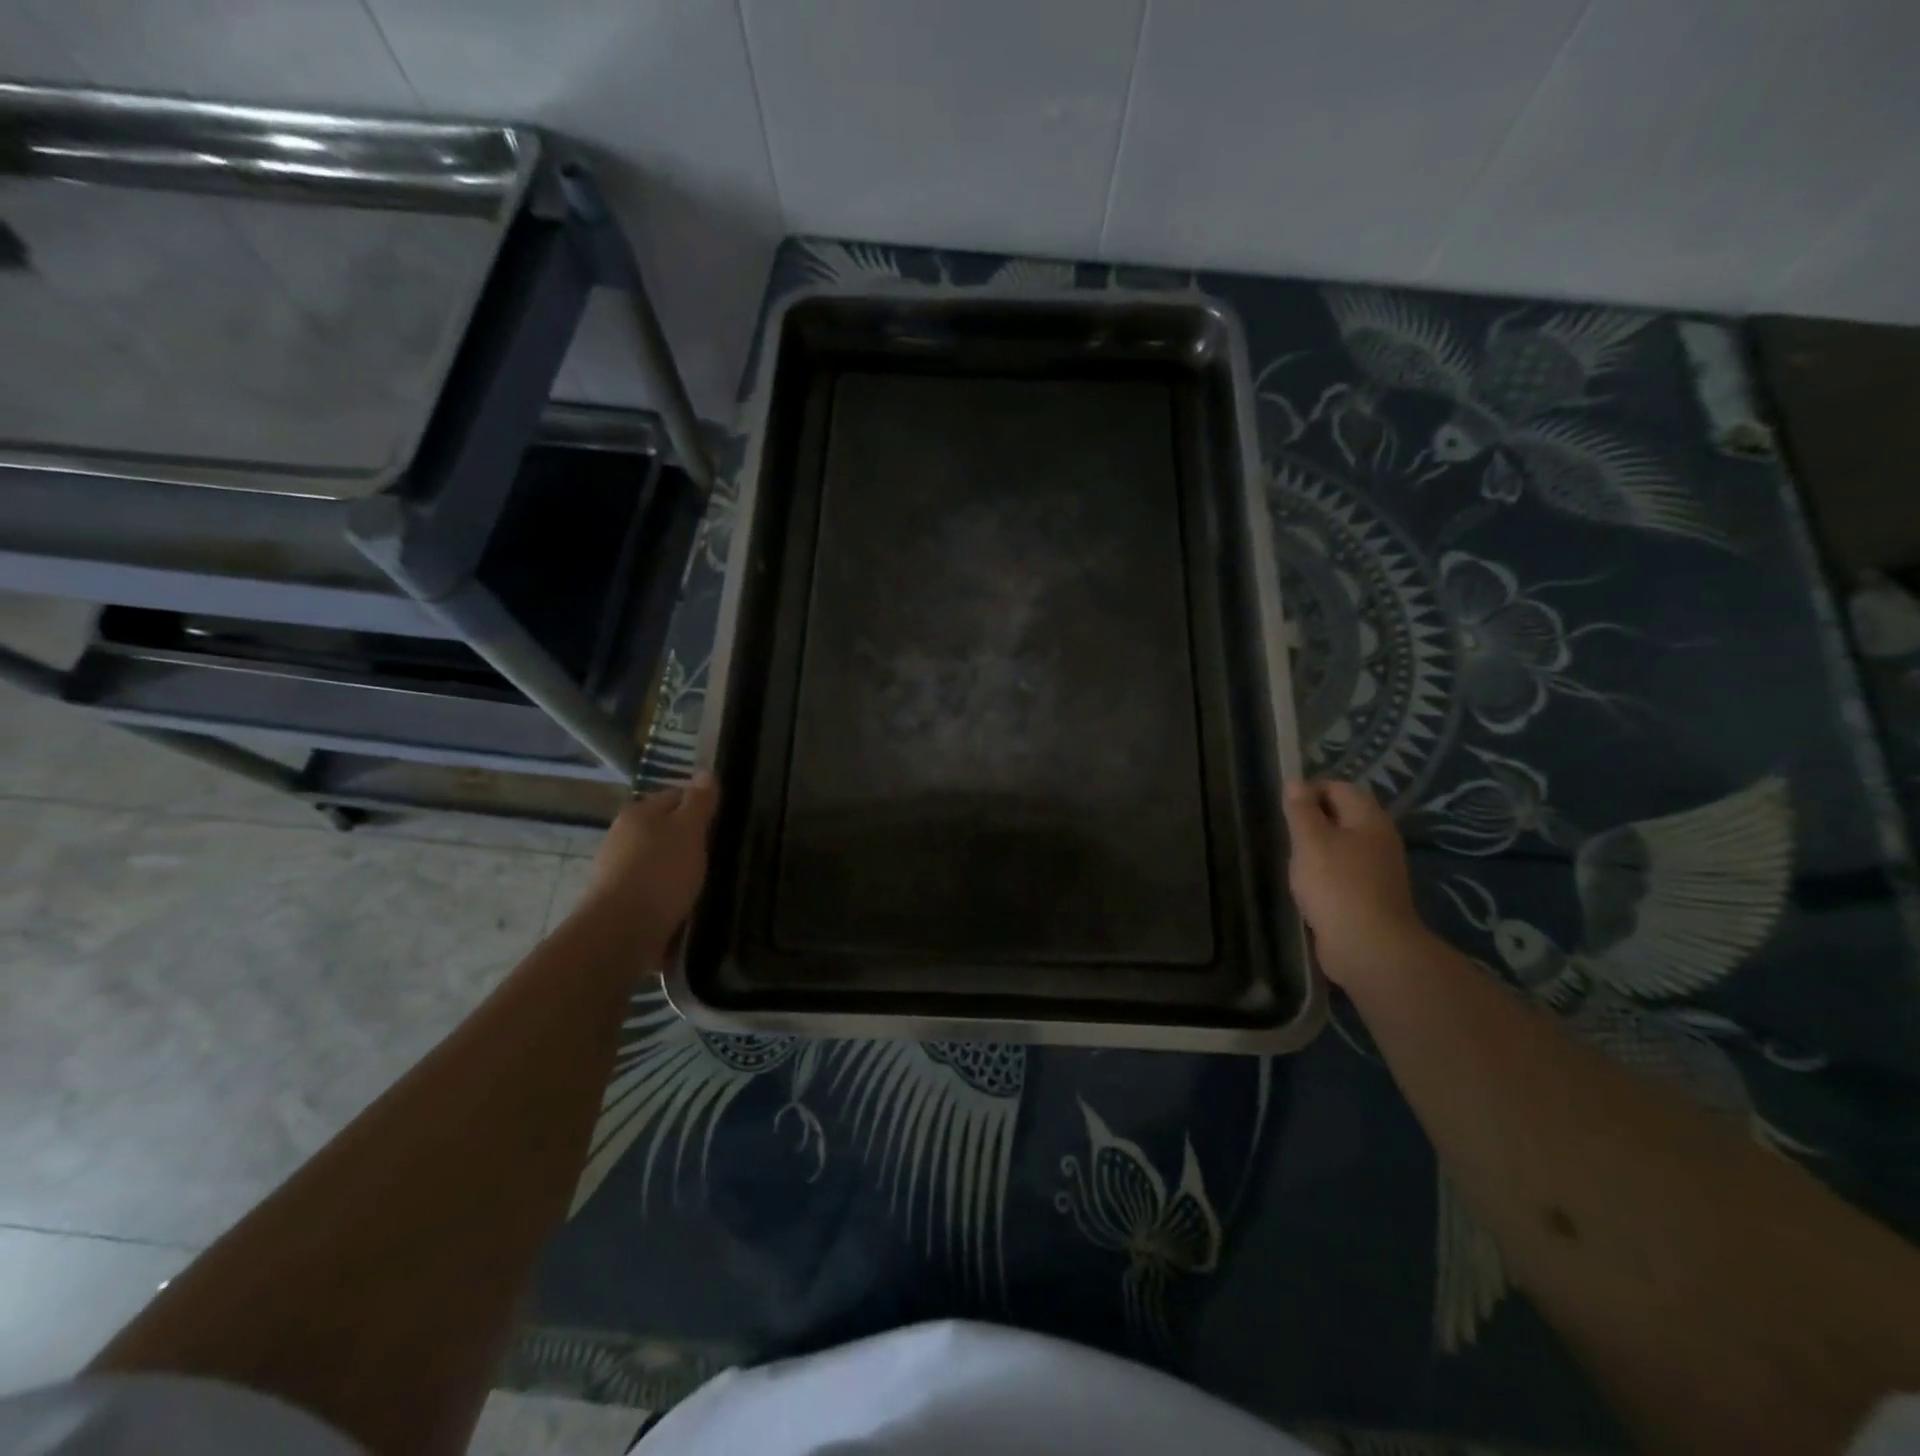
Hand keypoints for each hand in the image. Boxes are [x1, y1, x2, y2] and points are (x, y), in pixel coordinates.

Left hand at [577, 772, 717, 961]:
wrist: (621, 932)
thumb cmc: (660, 872)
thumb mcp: (689, 830)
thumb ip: (699, 802)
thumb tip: (706, 771)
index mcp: (638, 813)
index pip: (675, 796)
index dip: (700, 805)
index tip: (721, 822)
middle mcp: (621, 837)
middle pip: (663, 829)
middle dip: (687, 839)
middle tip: (715, 853)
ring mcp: (615, 870)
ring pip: (656, 860)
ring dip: (676, 869)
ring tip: (702, 883)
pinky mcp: (617, 901)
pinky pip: (649, 889)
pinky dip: (665, 893)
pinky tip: (682, 905)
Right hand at [1283, 779, 1433, 988]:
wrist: (1368, 947)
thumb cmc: (1336, 885)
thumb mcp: (1310, 840)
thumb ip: (1301, 810)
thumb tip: (1296, 782)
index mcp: (1369, 819)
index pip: (1339, 788)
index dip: (1310, 790)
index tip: (1284, 807)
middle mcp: (1379, 839)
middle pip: (1343, 816)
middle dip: (1312, 820)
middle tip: (1286, 834)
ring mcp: (1378, 870)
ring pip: (1342, 846)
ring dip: (1317, 849)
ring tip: (1293, 860)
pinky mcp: (1370, 896)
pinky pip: (1344, 872)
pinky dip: (1324, 873)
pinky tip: (1307, 887)